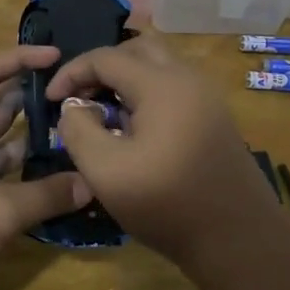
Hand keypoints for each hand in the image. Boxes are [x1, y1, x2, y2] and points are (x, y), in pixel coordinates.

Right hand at [47, 36, 279, 260]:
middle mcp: (188, 79)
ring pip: (159, 66)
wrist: (238, 240)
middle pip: (137, 49)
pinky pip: (174, 87)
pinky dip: (147, 93)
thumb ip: (78, 129)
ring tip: (104, 112)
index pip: (106, 57)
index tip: (50, 99)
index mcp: (161, 84)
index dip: (71, 72)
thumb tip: (75, 107)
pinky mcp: (215, 118)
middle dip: (102, 66)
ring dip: (126, 78)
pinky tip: (135, 129)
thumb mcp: (104, 170)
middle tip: (81, 96)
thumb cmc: (166, 203)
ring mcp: (207, 98)